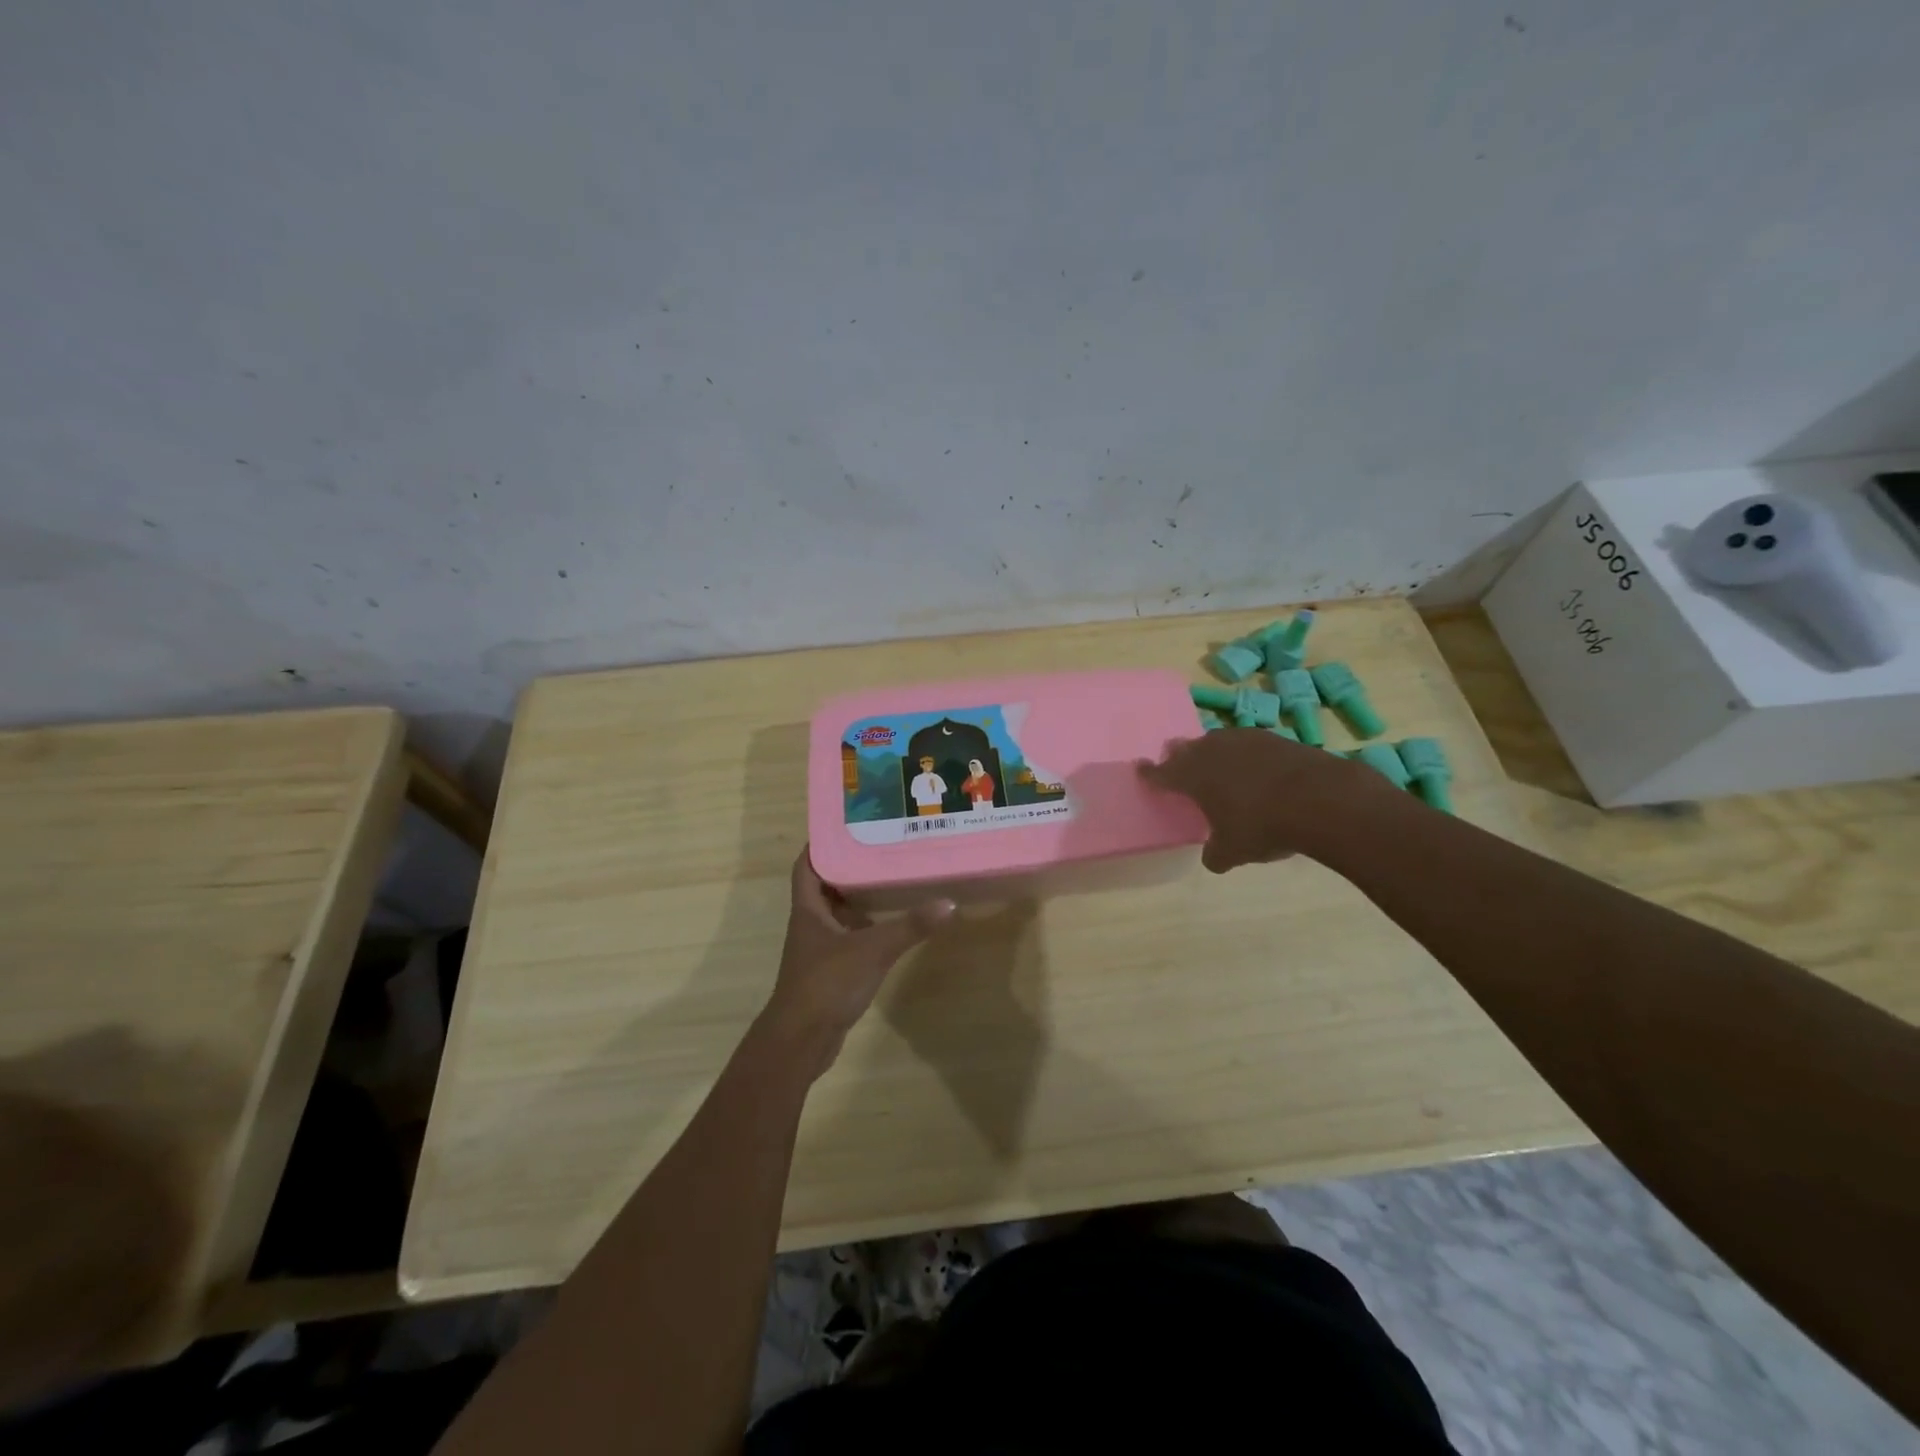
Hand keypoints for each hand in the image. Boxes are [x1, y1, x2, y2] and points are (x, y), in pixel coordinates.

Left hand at [763, 847, 954, 1071]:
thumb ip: (910, 927)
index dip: (821, 845)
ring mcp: (818, 950)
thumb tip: (949, 903)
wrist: (801, 1041)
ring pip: (837, 914)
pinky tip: (889, 926)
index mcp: (808, 909)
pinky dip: (864, 928)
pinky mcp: (829, 972)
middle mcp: (810, 924)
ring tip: (890, 880)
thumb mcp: (872, 949)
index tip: (847, 827)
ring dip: (858, 899)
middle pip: (826, 886)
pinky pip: (847, 939)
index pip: (807, 866)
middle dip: (849, 868)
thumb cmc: (827, 983)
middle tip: (881, 850)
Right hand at [1140, 728, 1381, 872]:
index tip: (1140, 768)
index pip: (1161, 773)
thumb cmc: (1261, 825)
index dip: (1149, 773)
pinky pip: (1248, 744)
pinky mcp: (1275, 738)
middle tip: (1177, 762)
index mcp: (1192, 776)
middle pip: (1187, 749)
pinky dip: (1246, 756)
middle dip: (1179, 756)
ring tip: (1217, 765)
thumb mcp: (1232, 851)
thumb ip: (1215, 854)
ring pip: (1217, 742)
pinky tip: (1255, 768)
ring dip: (1213, 752)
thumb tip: (1213, 858)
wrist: (1320, 799)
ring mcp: (1244, 740)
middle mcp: (1212, 751)